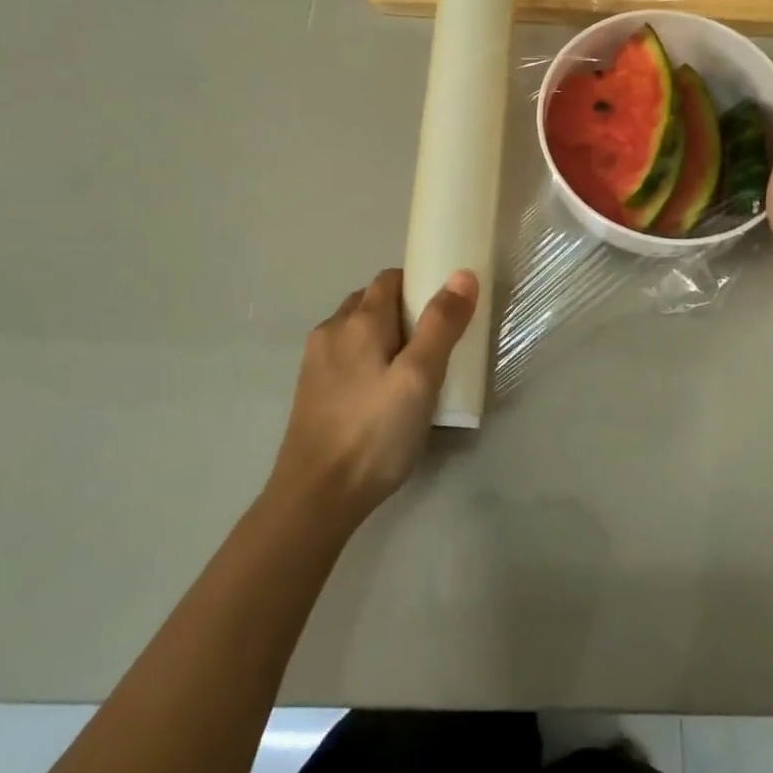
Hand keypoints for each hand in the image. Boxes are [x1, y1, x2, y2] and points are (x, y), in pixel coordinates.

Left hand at [269, 268, 478, 528]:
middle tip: (433, 343)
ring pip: (355, 329)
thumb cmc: (375, 433)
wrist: (315, 497)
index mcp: (359, 320)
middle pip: (371, 300)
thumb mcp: (420, 378)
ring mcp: (315, 361)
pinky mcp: (310, 389)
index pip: (390, 278)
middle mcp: (331, 329)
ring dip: (382, 336)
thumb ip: (442, 324)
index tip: (445, 310)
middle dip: (403, 310)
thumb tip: (462, 274)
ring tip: (409, 370)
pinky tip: (380, 394)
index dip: (419, 284)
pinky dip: (365, 359)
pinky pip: (344, 356)